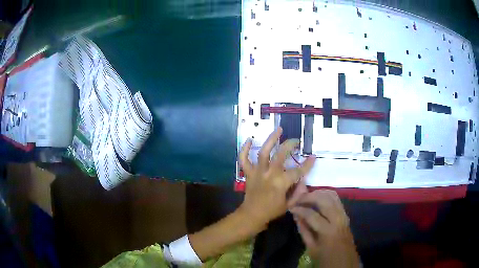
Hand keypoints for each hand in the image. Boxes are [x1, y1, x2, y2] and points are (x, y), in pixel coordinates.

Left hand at [238, 127, 315, 228]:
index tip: (313, 156)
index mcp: (281, 183)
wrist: (252, 215)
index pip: (298, 171)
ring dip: (271, 139)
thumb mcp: (289, 204)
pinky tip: (250, 140)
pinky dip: (245, 149)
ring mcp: (257, 172)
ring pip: (263, 152)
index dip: (307, 164)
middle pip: (281, 155)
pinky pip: (244, 159)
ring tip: (279, 129)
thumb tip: (304, 180)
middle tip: (296, 140)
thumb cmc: (271, 211)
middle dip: (290, 145)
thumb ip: (299, 192)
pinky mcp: (248, 173)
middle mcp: (270, 174)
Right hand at [290, 190, 359, 267]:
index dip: (300, 209)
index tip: (291, 208)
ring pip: (331, 195)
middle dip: (308, 196)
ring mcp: (343, 214)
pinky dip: (325, 195)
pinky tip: (317, 199)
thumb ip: (303, 230)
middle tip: (297, 199)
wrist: (345, 260)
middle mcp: (338, 219)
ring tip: (306, 197)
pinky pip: (336, 198)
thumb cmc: (326, 257)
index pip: (312, 214)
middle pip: (323, 199)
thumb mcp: (311, 248)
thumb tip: (296, 215)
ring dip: (317, 193)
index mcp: (328, 231)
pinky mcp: (345, 213)